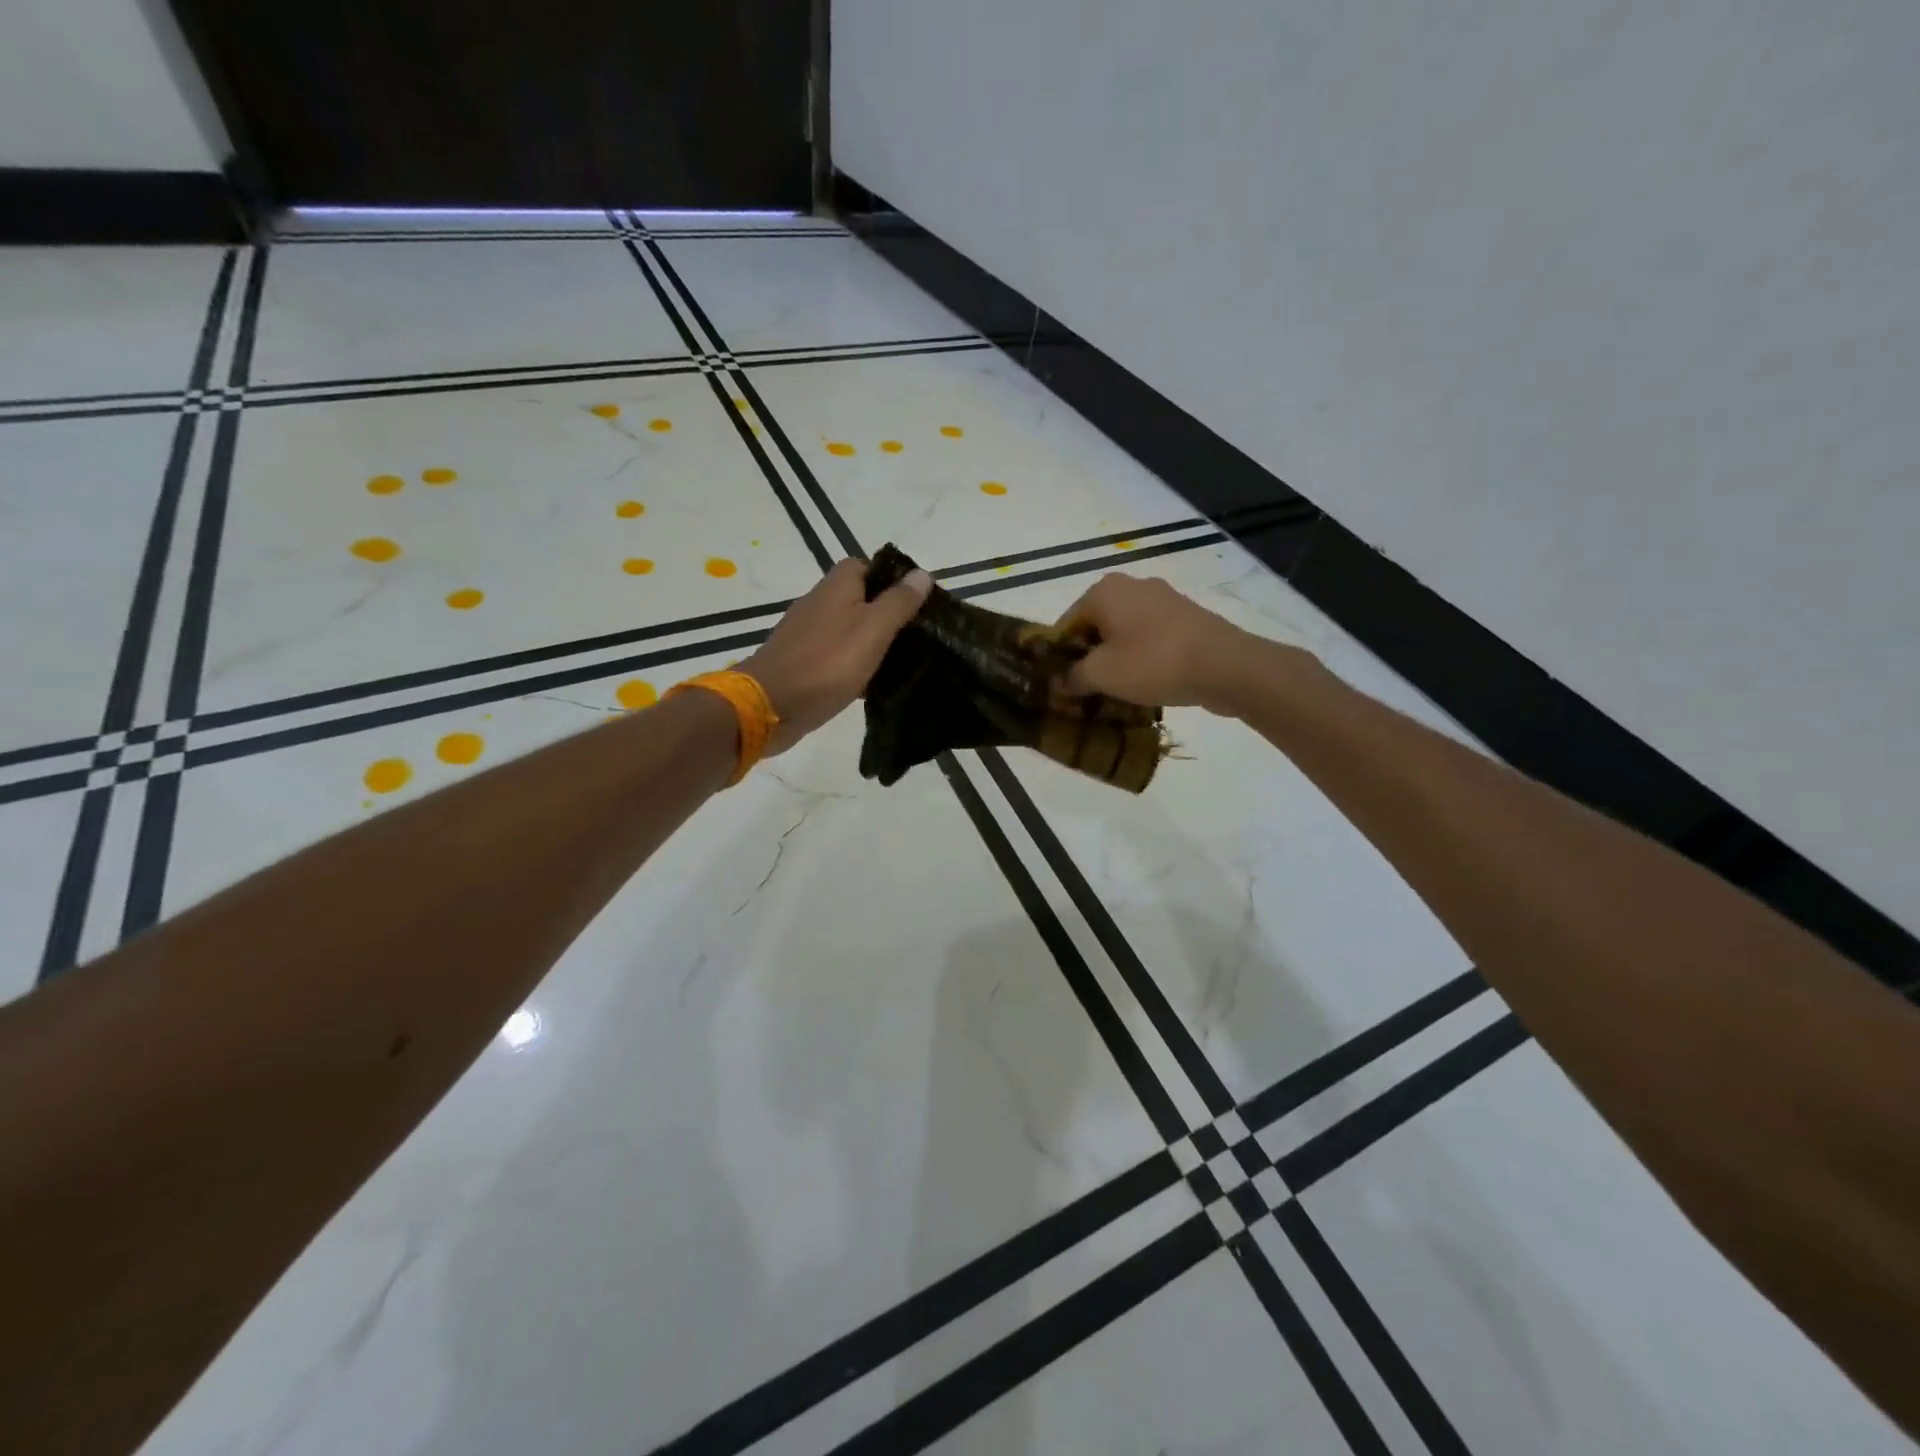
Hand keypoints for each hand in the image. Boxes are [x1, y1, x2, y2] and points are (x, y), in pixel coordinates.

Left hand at [741, 557, 931, 753]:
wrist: (770, 706)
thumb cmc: (827, 663)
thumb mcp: (873, 629)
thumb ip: (898, 602)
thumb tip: (922, 573)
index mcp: (836, 586)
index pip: (865, 565)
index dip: (891, 579)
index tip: (915, 603)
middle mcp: (818, 602)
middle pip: (858, 598)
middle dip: (885, 614)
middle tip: (914, 636)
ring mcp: (806, 634)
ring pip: (847, 629)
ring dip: (869, 642)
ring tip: (900, 661)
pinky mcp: (801, 662)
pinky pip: (835, 656)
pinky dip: (852, 665)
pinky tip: (869, 683)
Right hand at [1055, 573, 1300, 712]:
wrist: (1226, 666)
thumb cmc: (1153, 663)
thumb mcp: (1102, 675)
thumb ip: (1072, 677)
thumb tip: (1060, 682)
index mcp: (1104, 591)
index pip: (1066, 624)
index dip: (1059, 657)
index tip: (1061, 686)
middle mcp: (1132, 586)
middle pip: (1096, 626)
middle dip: (1088, 658)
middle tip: (1086, 692)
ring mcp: (1163, 599)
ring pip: (1124, 633)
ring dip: (1116, 660)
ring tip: (1116, 692)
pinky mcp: (1186, 617)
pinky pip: (1150, 638)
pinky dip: (1142, 658)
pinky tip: (1145, 683)